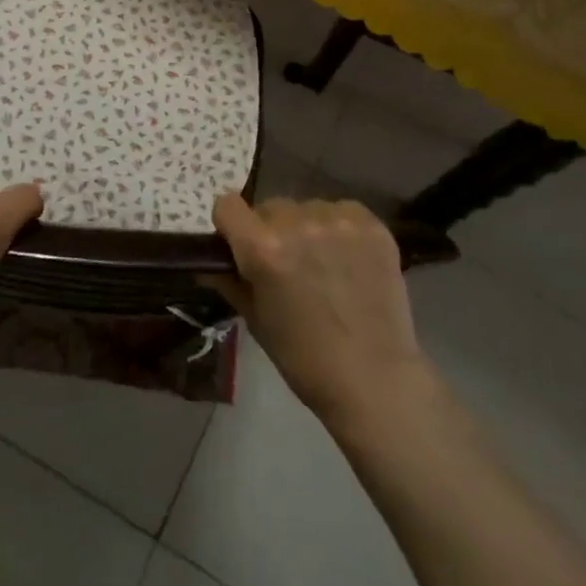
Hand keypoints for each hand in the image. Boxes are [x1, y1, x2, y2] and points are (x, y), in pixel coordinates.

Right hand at [208, 194, 427, 423]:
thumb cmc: (305, 359)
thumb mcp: (255, 321)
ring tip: (324, 264)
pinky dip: (340, 229)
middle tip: (287, 264)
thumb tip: (210, 262)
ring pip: (308, 208)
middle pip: (270, 207)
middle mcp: (297, 224)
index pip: (227, 205)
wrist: (375, 380)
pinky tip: (350, 260)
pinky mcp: (371, 225)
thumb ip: (231, 281)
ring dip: (307, 228)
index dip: (230, 225)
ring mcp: (338, 221)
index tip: (239, 243)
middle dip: (271, 230)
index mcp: (262, 248)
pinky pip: (342, 211)